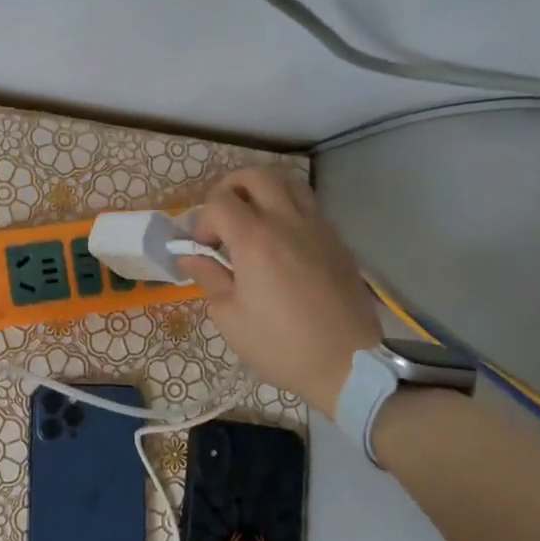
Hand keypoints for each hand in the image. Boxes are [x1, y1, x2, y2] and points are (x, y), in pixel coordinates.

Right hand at [178, 168, 380, 414]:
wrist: (348, 364)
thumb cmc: (280, 345)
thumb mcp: (230, 317)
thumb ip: (208, 278)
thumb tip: (191, 257)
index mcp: (255, 240)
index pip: (219, 201)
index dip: (203, 220)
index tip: (205, 249)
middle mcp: (287, 222)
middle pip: (256, 176)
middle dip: (231, 189)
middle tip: (223, 219)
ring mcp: (318, 227)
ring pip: (289, 182)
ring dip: (263, 191)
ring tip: (253, 220)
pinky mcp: (337, 241)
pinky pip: (309, 206)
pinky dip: (288, 208)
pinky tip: (282, 241)